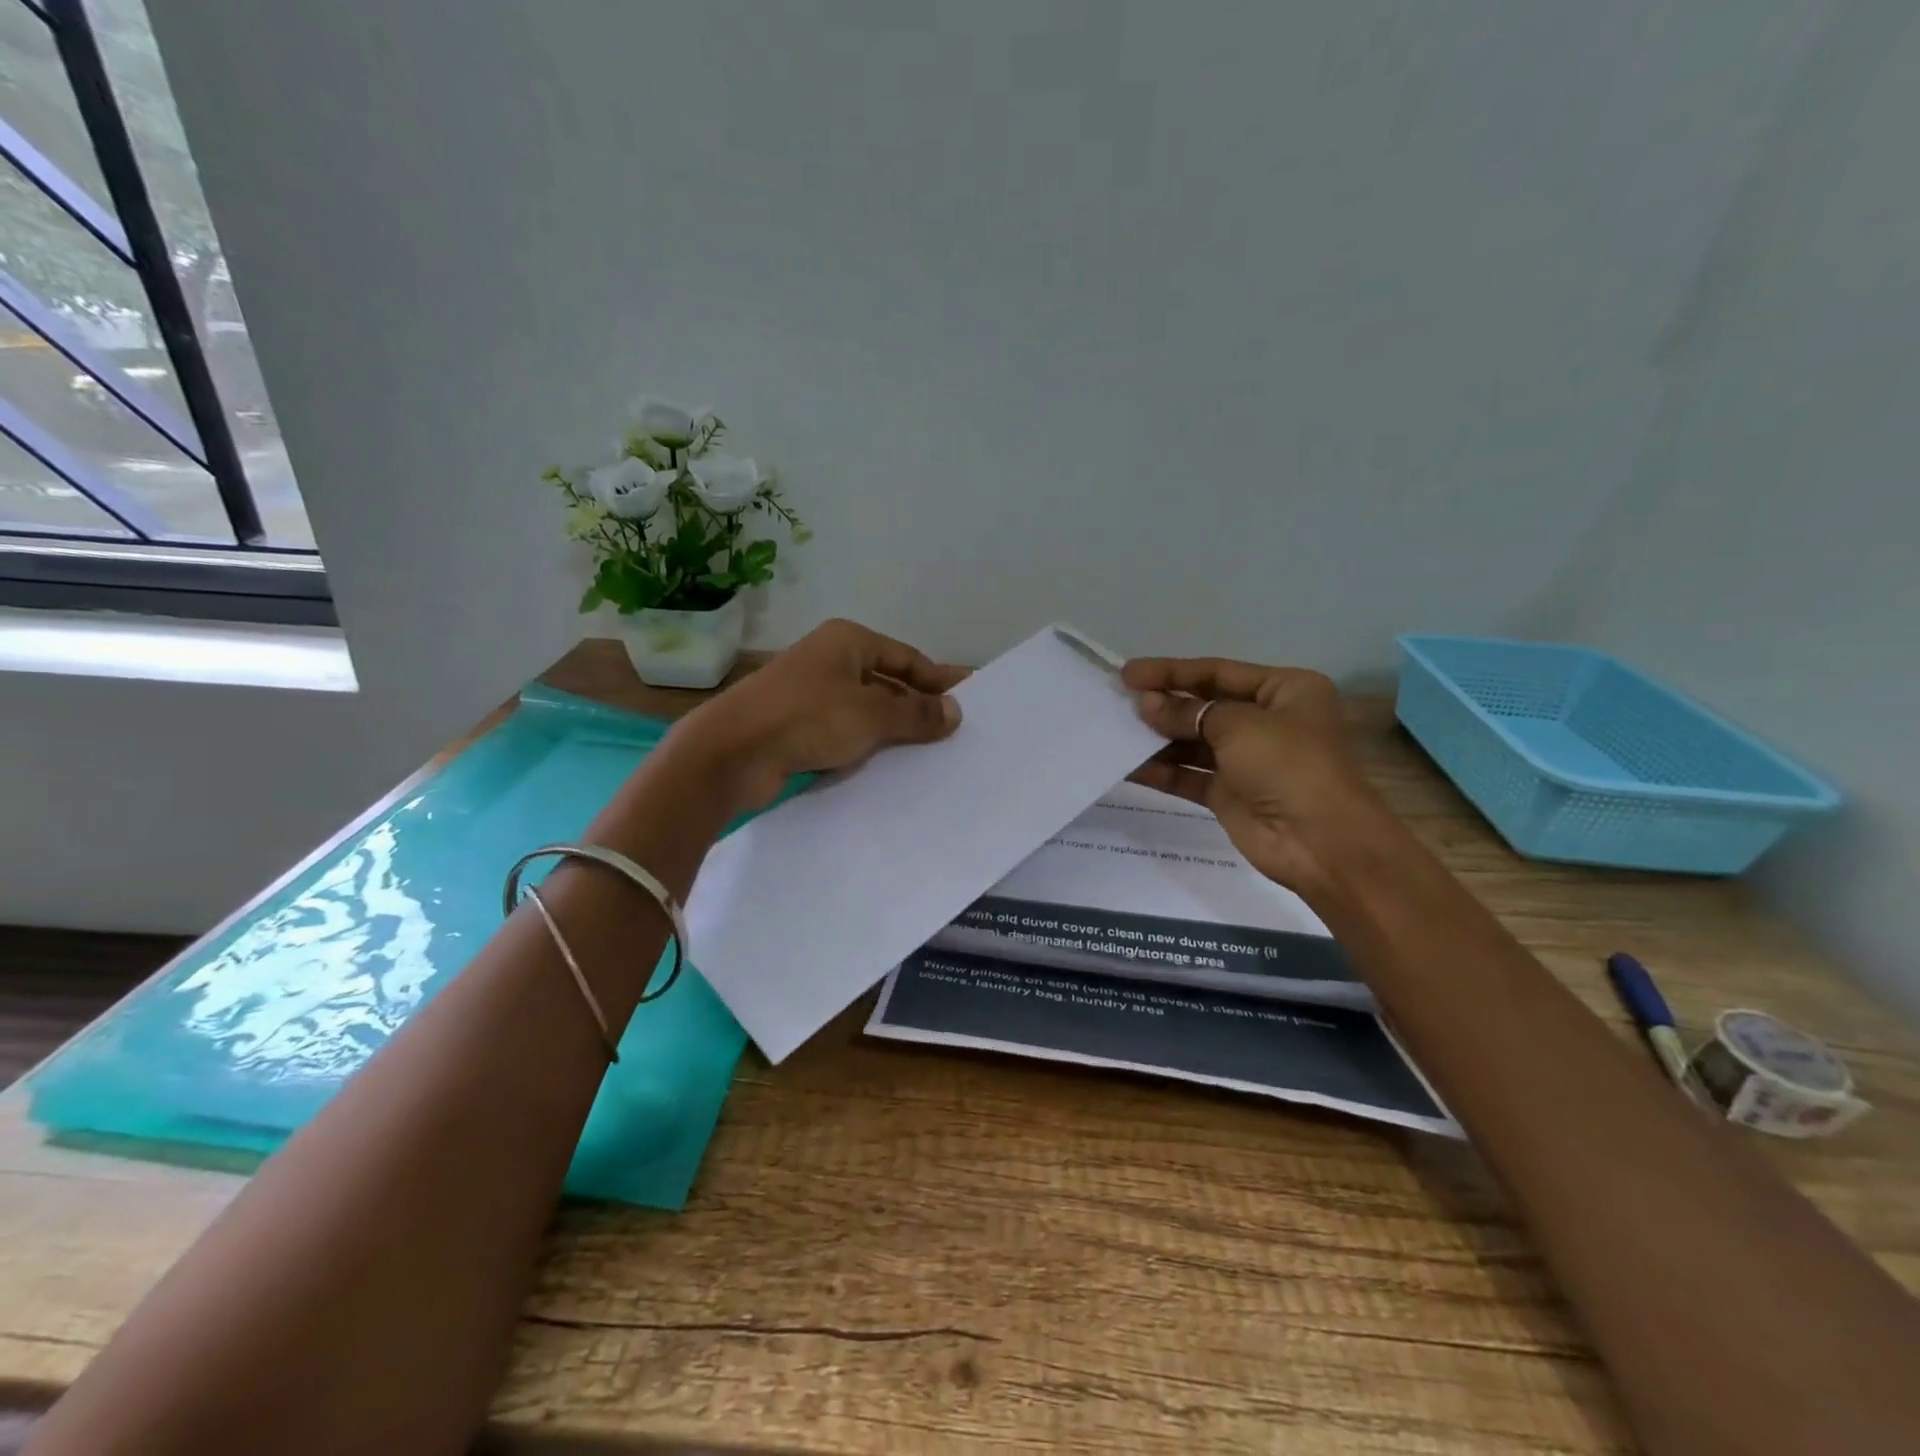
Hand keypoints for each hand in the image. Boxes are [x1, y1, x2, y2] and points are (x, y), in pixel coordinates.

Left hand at [673, 618, 965, 814]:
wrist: (731, 753)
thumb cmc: (808, 718)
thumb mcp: (872, 714)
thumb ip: (916, 714)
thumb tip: (955, 711)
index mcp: (847, 641)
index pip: (907, 658)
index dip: (938, 679)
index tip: (969, 698)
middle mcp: (829, 661)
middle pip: (886, 683)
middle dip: (917, 707)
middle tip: (954, 731)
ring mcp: (810, 695)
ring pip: (865, 711)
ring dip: (893, 731)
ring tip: (930, 754)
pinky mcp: (796, 727)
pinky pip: (844, 734)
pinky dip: (866, 747)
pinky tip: (888, 768)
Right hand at [1123, 657, 1390, 894]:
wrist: (1320, 842)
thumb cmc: (1289, 765)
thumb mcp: (1238, 726)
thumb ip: (1187, 712)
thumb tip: (1146, 704)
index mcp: (1285, 691)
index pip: (1218, 672)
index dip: (1172, 671)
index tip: (1128, 674)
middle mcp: (1266, 721)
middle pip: (1204, 706)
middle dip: (1163, 705)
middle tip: (1118, 702)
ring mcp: (1247, 760)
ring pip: (1193, 742)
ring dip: (1157, 737)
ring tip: (1116, 731)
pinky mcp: (1229, 794)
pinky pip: (1189, 775)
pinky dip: (1162, 770)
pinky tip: (1129, 765)